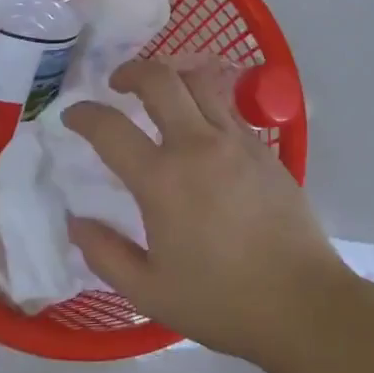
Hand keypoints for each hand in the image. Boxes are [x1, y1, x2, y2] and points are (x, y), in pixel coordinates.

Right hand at [63, 59, 348, 365]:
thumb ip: (105, 254)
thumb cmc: (221, 301)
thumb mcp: (149, 292)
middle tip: (117, 84)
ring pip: (199, 80)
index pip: (110, 128)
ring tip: (159, 92)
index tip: (72, 116)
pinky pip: (226, 106)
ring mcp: (236, 140)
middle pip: (160, 79)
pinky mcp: (263, 146)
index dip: (84, 115)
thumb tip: (77, 222)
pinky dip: (203, 100)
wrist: (301, 302)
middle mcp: (198, 145)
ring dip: (171, 76)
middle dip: (131, 70)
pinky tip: (199, 124)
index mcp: (162, 180)